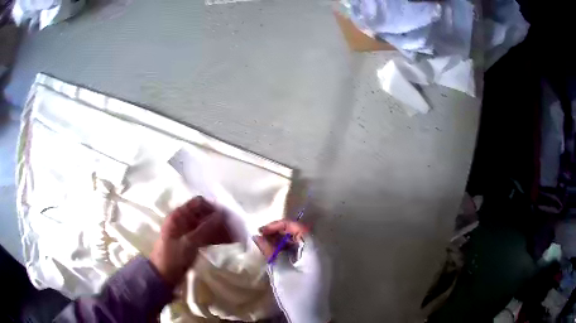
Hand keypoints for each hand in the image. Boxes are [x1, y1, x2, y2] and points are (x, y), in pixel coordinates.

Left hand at [150, 196, 231, 285]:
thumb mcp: (189, 243)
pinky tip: (226, 244)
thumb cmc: (173, 257)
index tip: (227, 218)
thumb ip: (205, 229)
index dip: (213, 209)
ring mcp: (187, 232)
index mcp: (179, 215)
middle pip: (204, 215)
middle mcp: (183, 220)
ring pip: (206, 226)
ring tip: (233, 239)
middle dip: (219, 221)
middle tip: (234, 231)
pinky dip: (215, 238)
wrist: (162, 276)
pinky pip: (205, 236)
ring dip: (219, 231)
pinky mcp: (190, 243)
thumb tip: (221, 215)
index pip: (199, 203)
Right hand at [253, 220, 330, 322]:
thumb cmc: (295, 295)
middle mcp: (321, 252)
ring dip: (284, 241)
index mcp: (315, 251)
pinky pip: (304, 252)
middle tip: (262, 236)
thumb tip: (256, 236)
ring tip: (266, 244)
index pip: (299, 227)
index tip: (262, 230)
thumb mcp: (280, 272)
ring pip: (302, 242)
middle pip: (301, 232)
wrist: (310, 316)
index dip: (279, 225)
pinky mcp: (317, 267)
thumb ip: (269, 251)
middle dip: (281, 232)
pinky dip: (290, 250)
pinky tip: (277, 253)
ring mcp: (321, 260)